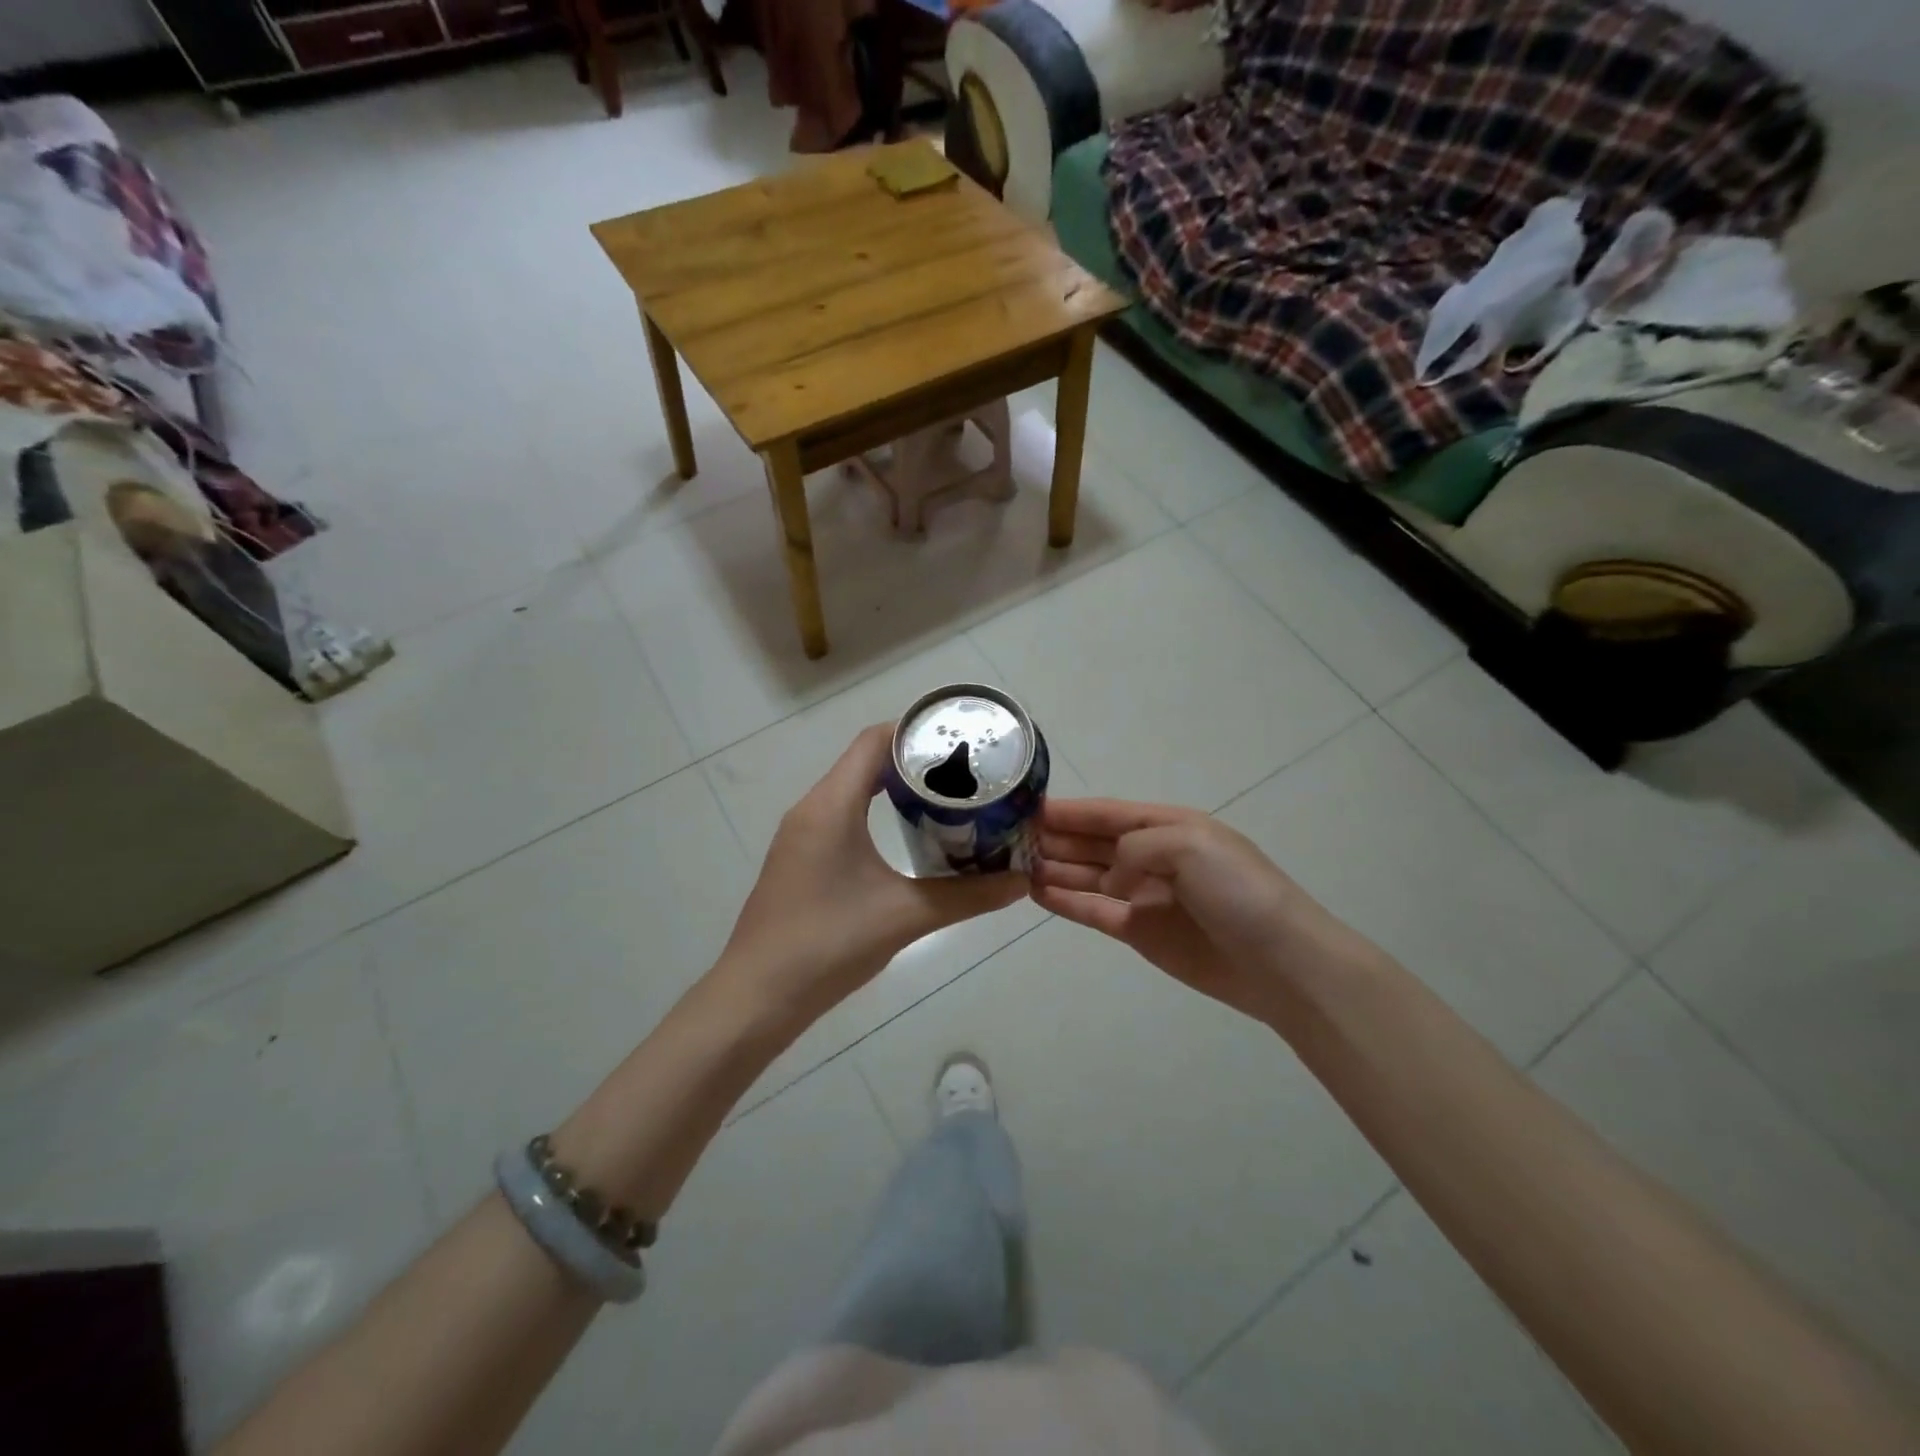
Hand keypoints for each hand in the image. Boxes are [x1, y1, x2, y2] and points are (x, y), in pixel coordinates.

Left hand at [715, 724, 1027, 1026]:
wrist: (758, 996)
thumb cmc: (828, 944)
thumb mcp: (906, 916)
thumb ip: (967, 896)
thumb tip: (1020, 884)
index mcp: (831, 805)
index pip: (873, 741)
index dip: (915, 731)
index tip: (960, 740)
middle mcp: (811, 809)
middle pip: (863, 760)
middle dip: (913, 759)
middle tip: (963, 771)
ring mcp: (801, 835)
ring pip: (851, 788)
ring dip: (893, 786)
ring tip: (943, 797)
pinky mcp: (799, 858)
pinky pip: (840, 815)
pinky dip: (873, 811)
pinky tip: (904, 835)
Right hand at [1032, 798, 1381, 1023]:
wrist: (1279, 961)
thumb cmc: (1237, 890)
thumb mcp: (1189, 844)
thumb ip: (1135, 847)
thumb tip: (1108, 875)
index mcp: (1168, 826)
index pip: (1108, 813)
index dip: (1070, 811)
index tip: (1027, 808)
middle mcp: (1152, 856)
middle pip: (1093, 842)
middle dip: (1056, 838)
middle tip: (1009, 839)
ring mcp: (1144, 895)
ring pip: (1088, 875)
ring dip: (1054, 868)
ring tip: (1014, 865)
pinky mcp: (1139, 932)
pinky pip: (1094, 911)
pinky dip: (1067, 901)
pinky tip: (1036, 892)